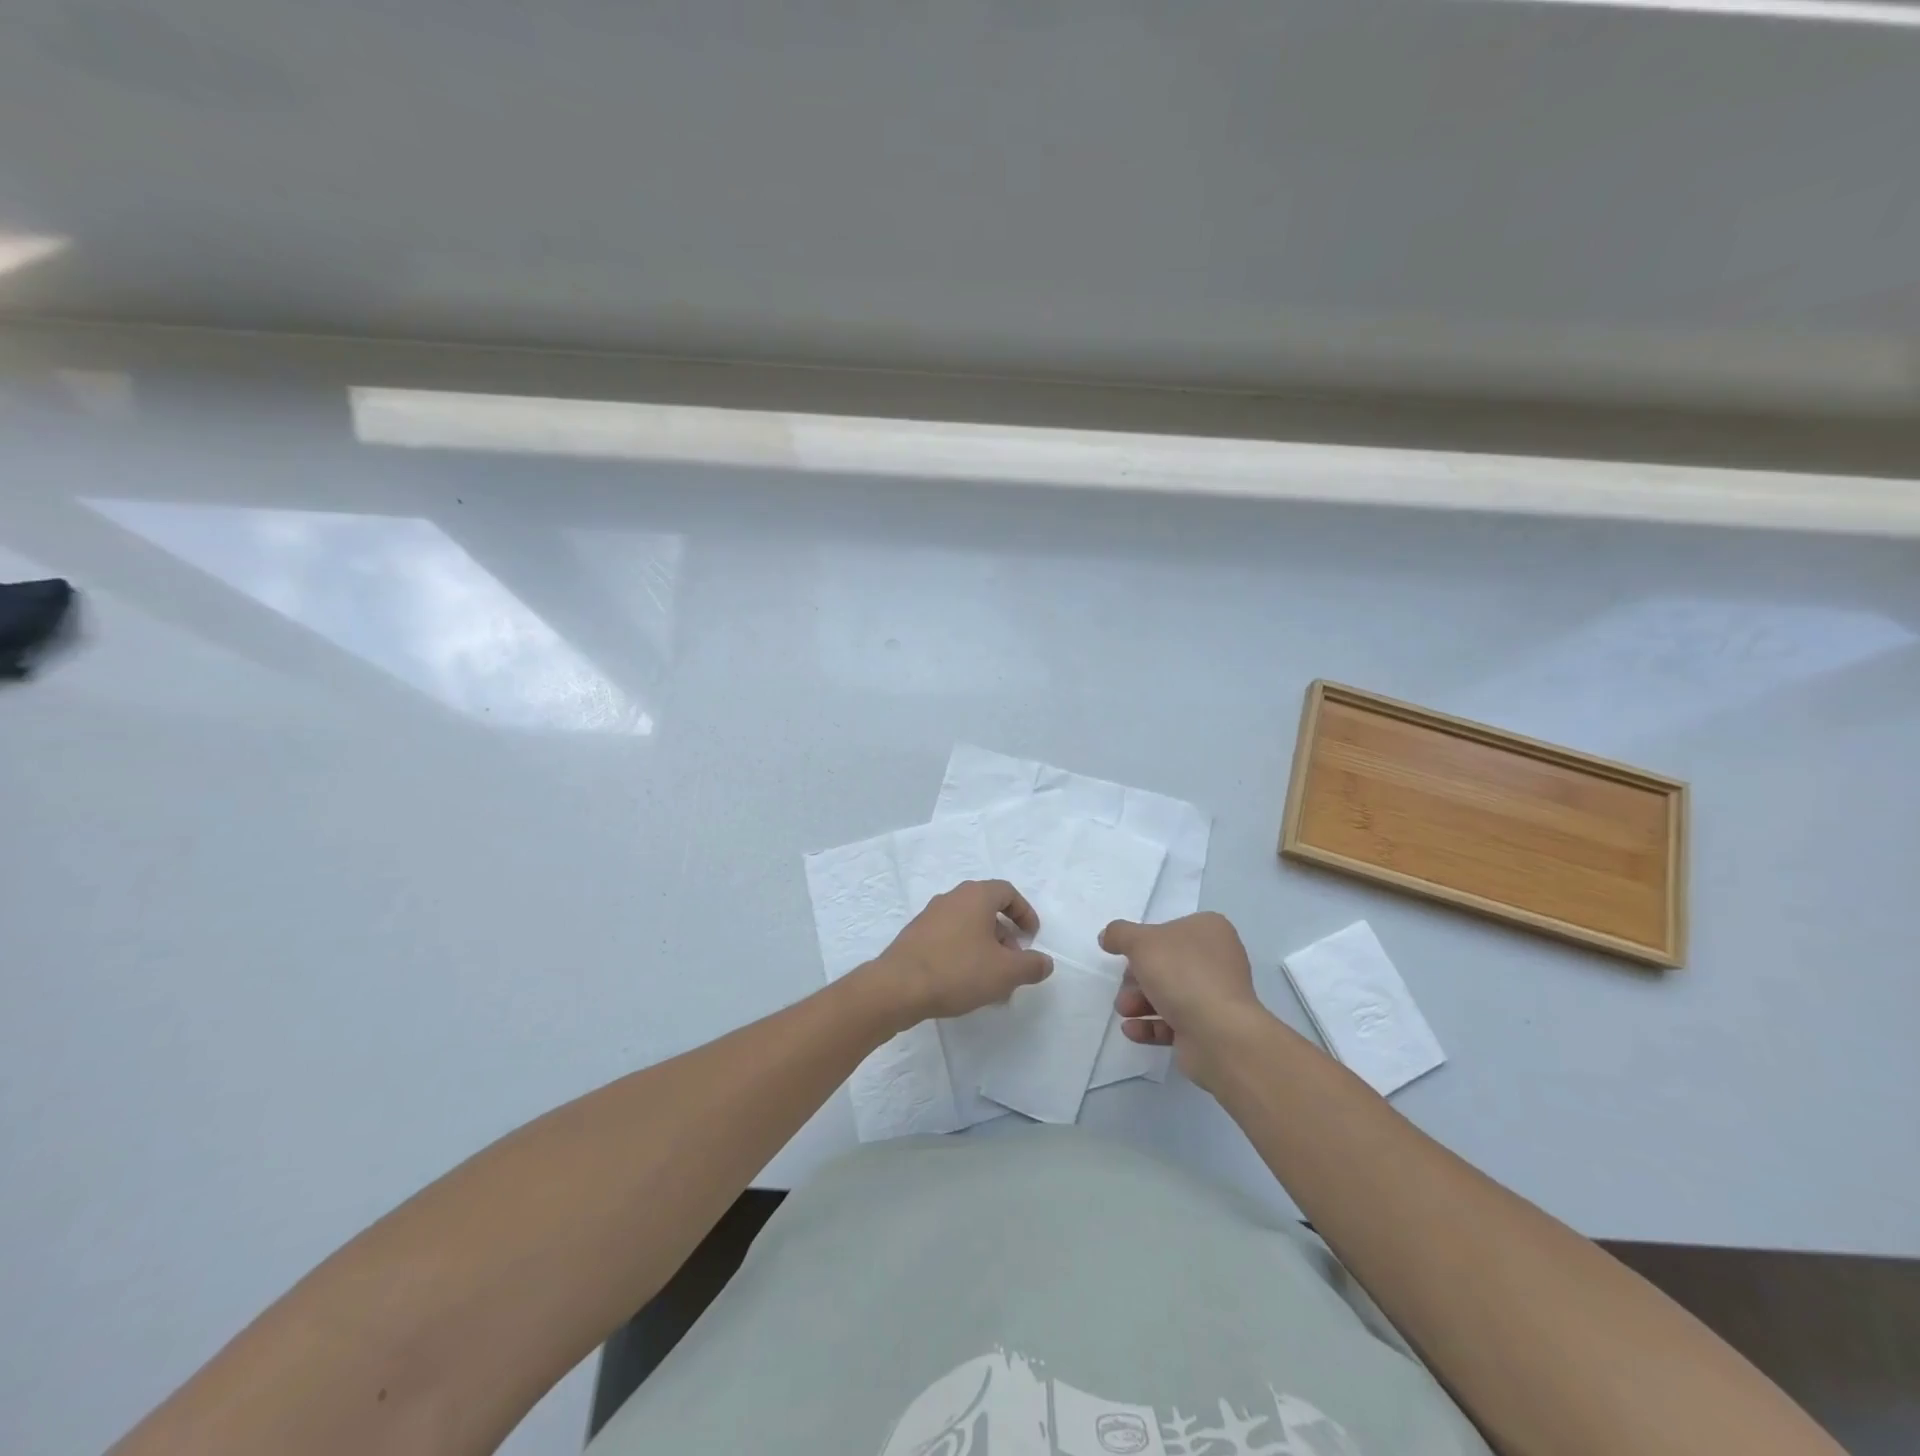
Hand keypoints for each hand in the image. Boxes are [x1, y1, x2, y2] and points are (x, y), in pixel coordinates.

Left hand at [869, 880, 1051, 1024]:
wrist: (898, 987)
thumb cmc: (957, 971)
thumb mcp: (1005, 972)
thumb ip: (1031, 965)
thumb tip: (1045, 962)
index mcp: (975, 896)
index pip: (1007, 892)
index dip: (1025, 913)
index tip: (1032, 938)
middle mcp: (952, 898)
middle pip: (987, 910)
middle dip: (1006, 938)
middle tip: (1013, 965)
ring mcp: (930, 916)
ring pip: (968, 927)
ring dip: (986, 950)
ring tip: (992, 984)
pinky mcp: (915, 936)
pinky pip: (949, 939)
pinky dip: (964, 955)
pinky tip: (966, 985)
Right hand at [1100, 912, 1269, 1088]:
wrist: (1219, 1034)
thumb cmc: (1181, 974)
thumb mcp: (1141, 942)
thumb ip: (1120, 934)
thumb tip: (1107, 936)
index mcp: (1210, 930)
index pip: (1169, 930)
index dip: (1144, 944)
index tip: (1126, 957)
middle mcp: (1218, 960)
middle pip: (1166, 965)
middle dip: (1136, 980)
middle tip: (1123, 991)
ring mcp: (1216, 996)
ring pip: (1169, 994)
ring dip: (1139, 1002)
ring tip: (1125, 1012)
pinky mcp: (1211, 1028)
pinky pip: (1175, 1022)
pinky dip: (1151, 1025)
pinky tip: (1132, 1030)